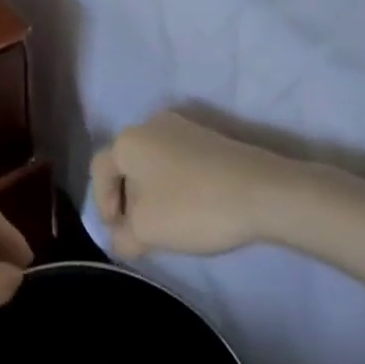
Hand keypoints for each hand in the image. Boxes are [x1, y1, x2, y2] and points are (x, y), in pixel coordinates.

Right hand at [93, 111, 317, 258]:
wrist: (265, 192)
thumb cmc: (193, 207)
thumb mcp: (147, 232)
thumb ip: (123, 237)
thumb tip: (120, 238)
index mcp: (127, 141)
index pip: (99, 172)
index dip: (103, 205)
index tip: (118, 232)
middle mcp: (150, 124)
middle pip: (127, 165)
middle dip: (128, 198)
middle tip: (139, 230)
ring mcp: (184, 126)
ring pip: (155, 162)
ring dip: (153, 192)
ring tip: (168, 222)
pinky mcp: (211, 137)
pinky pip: (180, 161)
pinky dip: (177, 183)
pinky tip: (193, 207)